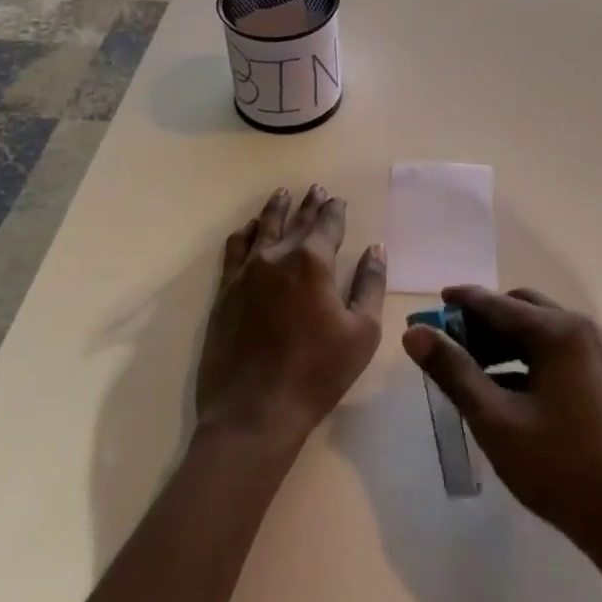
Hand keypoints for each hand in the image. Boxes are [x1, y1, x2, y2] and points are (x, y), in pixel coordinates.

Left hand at [195, 185, 386, 451]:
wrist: (254, 412)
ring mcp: (246, 273)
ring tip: (282, 195)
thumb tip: (376, 248)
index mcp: (313, 263)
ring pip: (262, 228)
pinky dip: (245, 233)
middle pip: (295, 221)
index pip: (327, 224)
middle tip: (315, 188)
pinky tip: (250, 229)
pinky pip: (235, 249)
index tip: (338, 199)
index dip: (334, 210)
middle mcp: (276, 257)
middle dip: (308, 204)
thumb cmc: (317, 373)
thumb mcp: (362, 332)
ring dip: (275, 209)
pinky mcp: (225, 291)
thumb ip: (370, 284)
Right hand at [402, 286, 601, 560]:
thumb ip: (453, 371)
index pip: (498, 304)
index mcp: (559, 332)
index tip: (433, 303)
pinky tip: (505, 388)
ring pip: (541, 330)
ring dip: (505, 341)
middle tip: (450, 342)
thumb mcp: (495, 420)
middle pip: (522, 309)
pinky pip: (558, 351)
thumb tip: (415, 333)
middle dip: (484, 321)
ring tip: (470, 367)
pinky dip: (528, 359)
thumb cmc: (559, 468)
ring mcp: (599, 353)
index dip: (462, 302)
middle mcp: (583, 330)